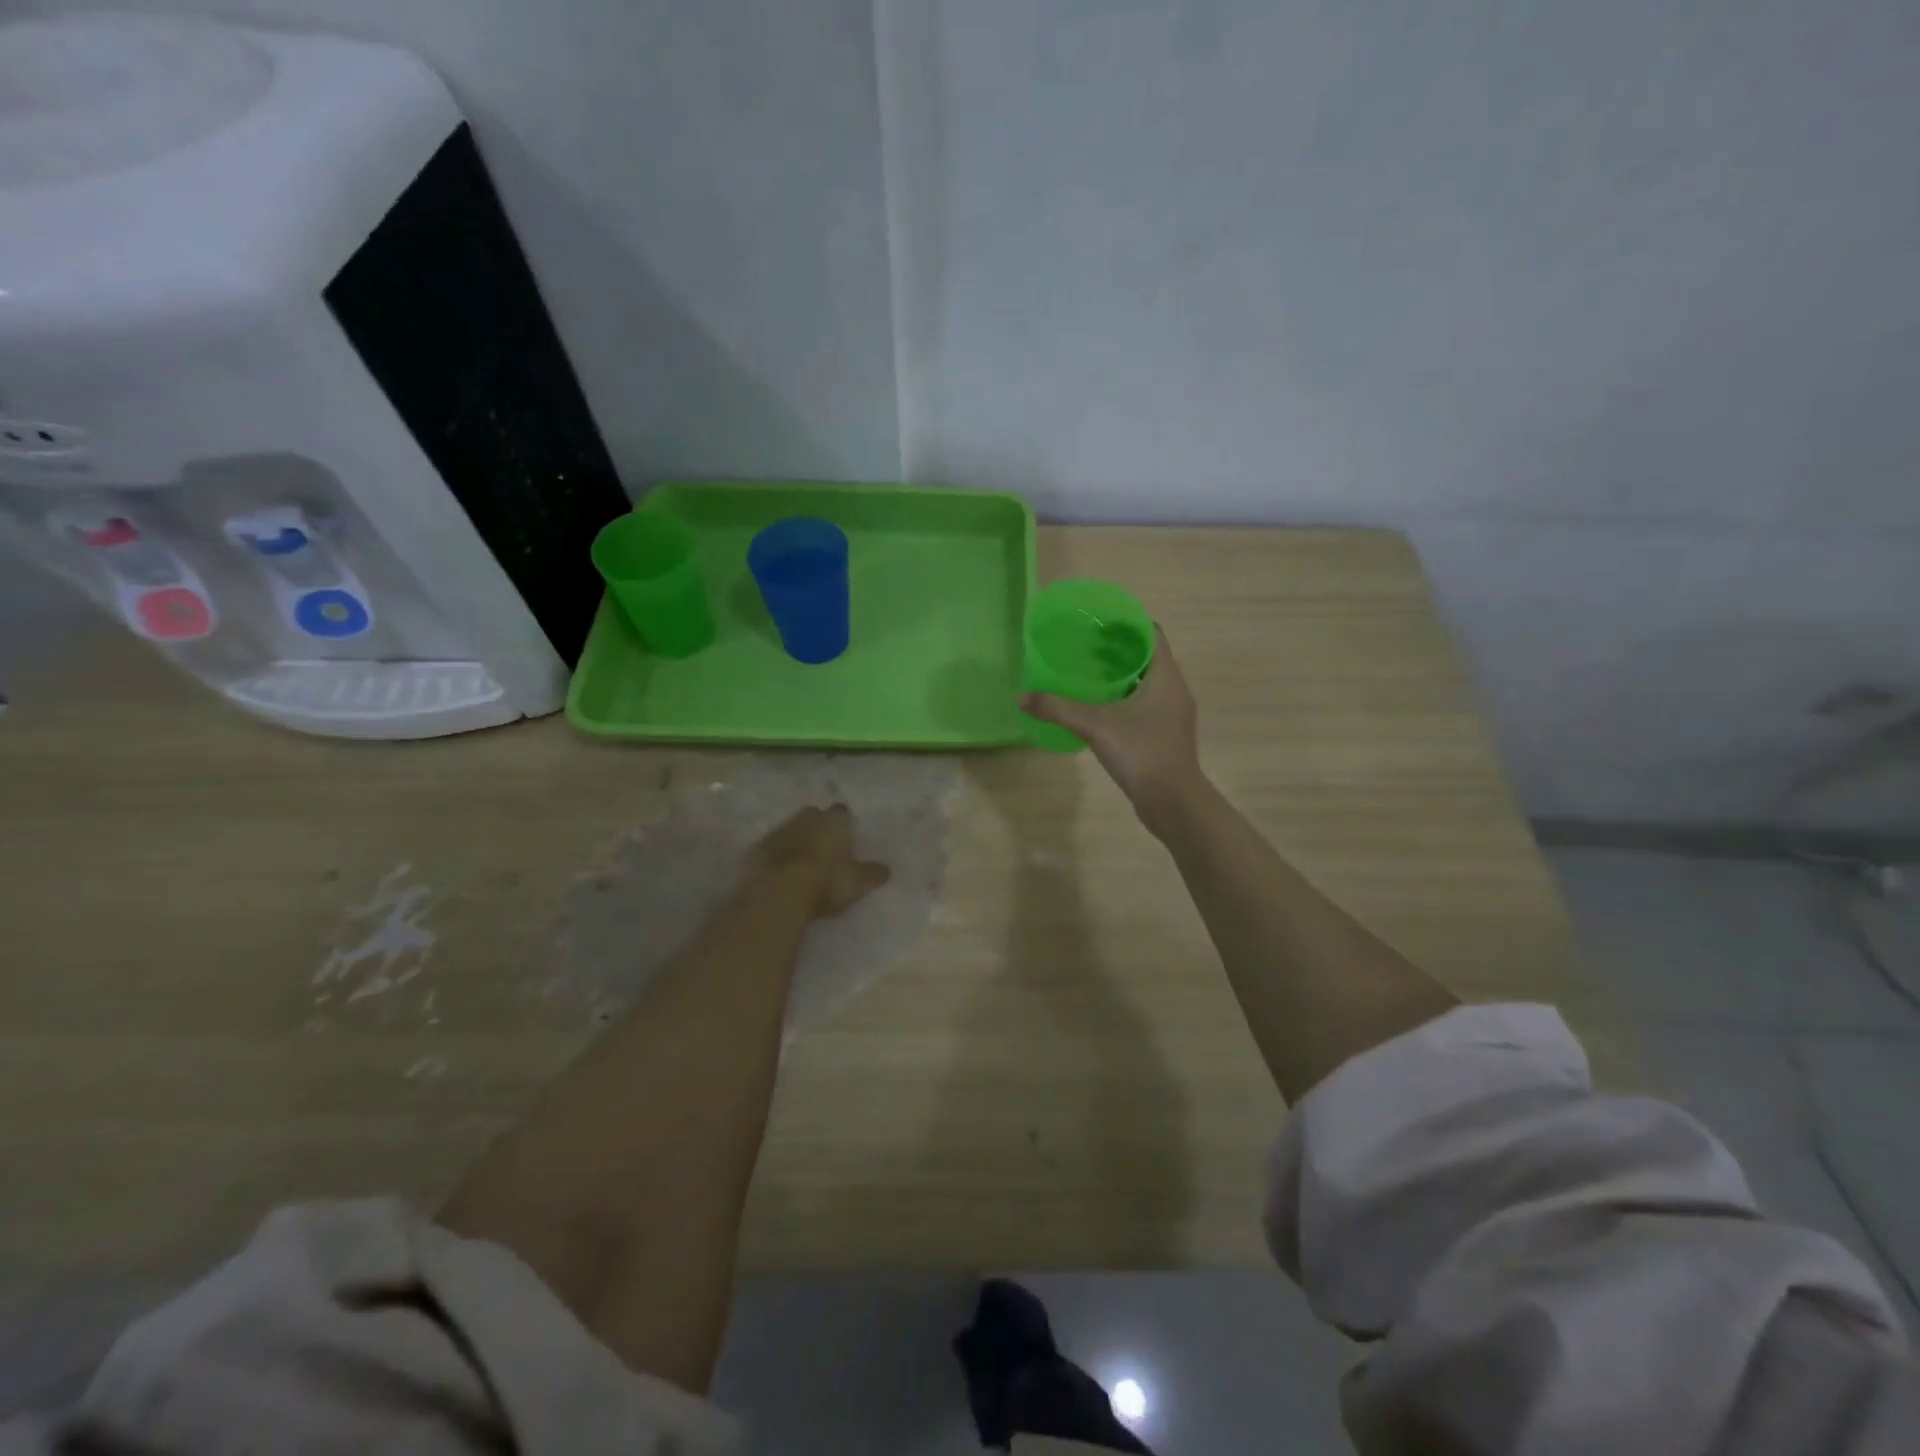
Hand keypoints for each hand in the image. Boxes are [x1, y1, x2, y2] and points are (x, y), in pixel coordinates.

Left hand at [742, 804, 890, 918]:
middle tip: (825, 847)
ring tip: (802, 862)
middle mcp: (808, 817)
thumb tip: (886, 870)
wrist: (777, 891)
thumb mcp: (857, 882)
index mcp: (834, 820)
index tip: (847, 837)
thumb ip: (872, 873)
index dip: (845, 824)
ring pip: (792, 829)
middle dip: (819, 826)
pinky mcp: (758, 847)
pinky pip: (772, 847)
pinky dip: (777, 855)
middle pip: (815, 816)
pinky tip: (780, 872)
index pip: (843, 812)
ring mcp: (780, 830)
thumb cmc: (826, 881)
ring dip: (797, 840)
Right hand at [1021, 626, 1205, 832]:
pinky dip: (1124, 698)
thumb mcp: (1095, 726)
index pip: (1152, 633)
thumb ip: (1058, 709)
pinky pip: (1145, 704)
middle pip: (1147, 656)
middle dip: (1118, 648)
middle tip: (1085, 645)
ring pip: (1146, 682)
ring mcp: (1172, 714)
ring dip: (1121, 674)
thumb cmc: (1142, 753)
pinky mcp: (1165, 734)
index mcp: (1166, 676)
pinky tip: (1099, 707)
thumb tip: (1021, 697)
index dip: (1127, 623)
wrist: (1173, 802)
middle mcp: (1174, 689)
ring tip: (1088, 672)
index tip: (1099, 621)